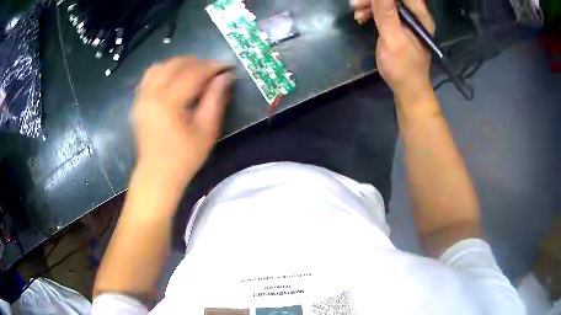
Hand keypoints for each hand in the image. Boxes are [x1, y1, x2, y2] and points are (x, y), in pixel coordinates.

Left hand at [131, 56, 233, 184]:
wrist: (157, 175)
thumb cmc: (184, 157)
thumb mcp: (206, 130)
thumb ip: (215, 99)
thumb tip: (225, 77)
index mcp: (169, 102)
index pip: (193, 73)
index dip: (212, 67)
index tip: (227, 66)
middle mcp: (151, 94)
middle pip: (175, 64)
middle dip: (197, 62)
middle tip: (212, 70)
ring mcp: (142, 97)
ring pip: (161, 66)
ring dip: (180, 65)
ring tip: (194, 73)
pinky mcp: (138, 102)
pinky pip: (150, 76)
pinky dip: (164, 72)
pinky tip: (175, 80)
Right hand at [351, 0, 434, 102]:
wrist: (407, 87)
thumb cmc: (403, 67)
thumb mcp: (393, 39)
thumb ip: (386, 13)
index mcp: (420, 16)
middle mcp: (415, 14)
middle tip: (356, 4)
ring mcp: (406, 19)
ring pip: (386, 2)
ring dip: (369, 4)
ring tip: (356, 11)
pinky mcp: (398, 25)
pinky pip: (383, 10)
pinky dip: (371, 11)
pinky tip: (361, 17)